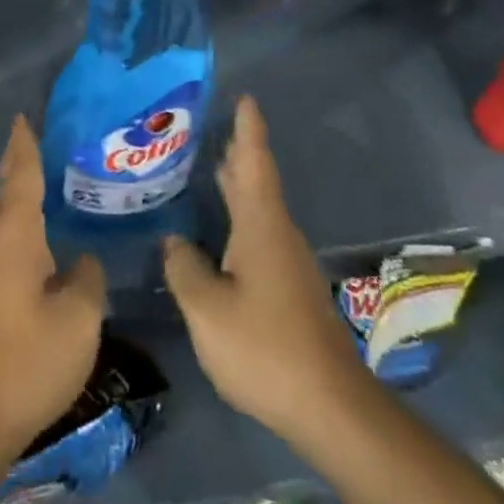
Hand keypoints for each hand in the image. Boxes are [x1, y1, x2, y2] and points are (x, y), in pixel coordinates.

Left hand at [0, 115, 106, 462]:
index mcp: (13, 235)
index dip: (25, 144)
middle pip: (10, 194)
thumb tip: (81, 260)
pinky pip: (5, 249)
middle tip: (52, 147)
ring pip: (7, 224)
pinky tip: (45, 248)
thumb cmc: (27, 360)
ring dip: (26, 203)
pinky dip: (25, 233)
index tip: (24, 115)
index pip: (20, 174)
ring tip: (56, 191)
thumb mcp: (78, 319)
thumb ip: (87, 278)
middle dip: (25, 167)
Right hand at [163, 96, 370, 455]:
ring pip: (258, 207)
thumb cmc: (265, 347)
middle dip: (237, 150)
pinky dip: (238, 215)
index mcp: (260, 224)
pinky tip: (218, 230)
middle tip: (208, 124)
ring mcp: (287, 262)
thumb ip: (183, 268)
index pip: (254, 161)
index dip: (248, 127)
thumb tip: (172, 241)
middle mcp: (277, 233)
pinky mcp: (289, 288)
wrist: (331, 407)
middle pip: (256, 179)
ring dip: (236, 183)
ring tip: (206, 165)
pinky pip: (258, 233)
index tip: (244, 96)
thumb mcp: (207, 310)